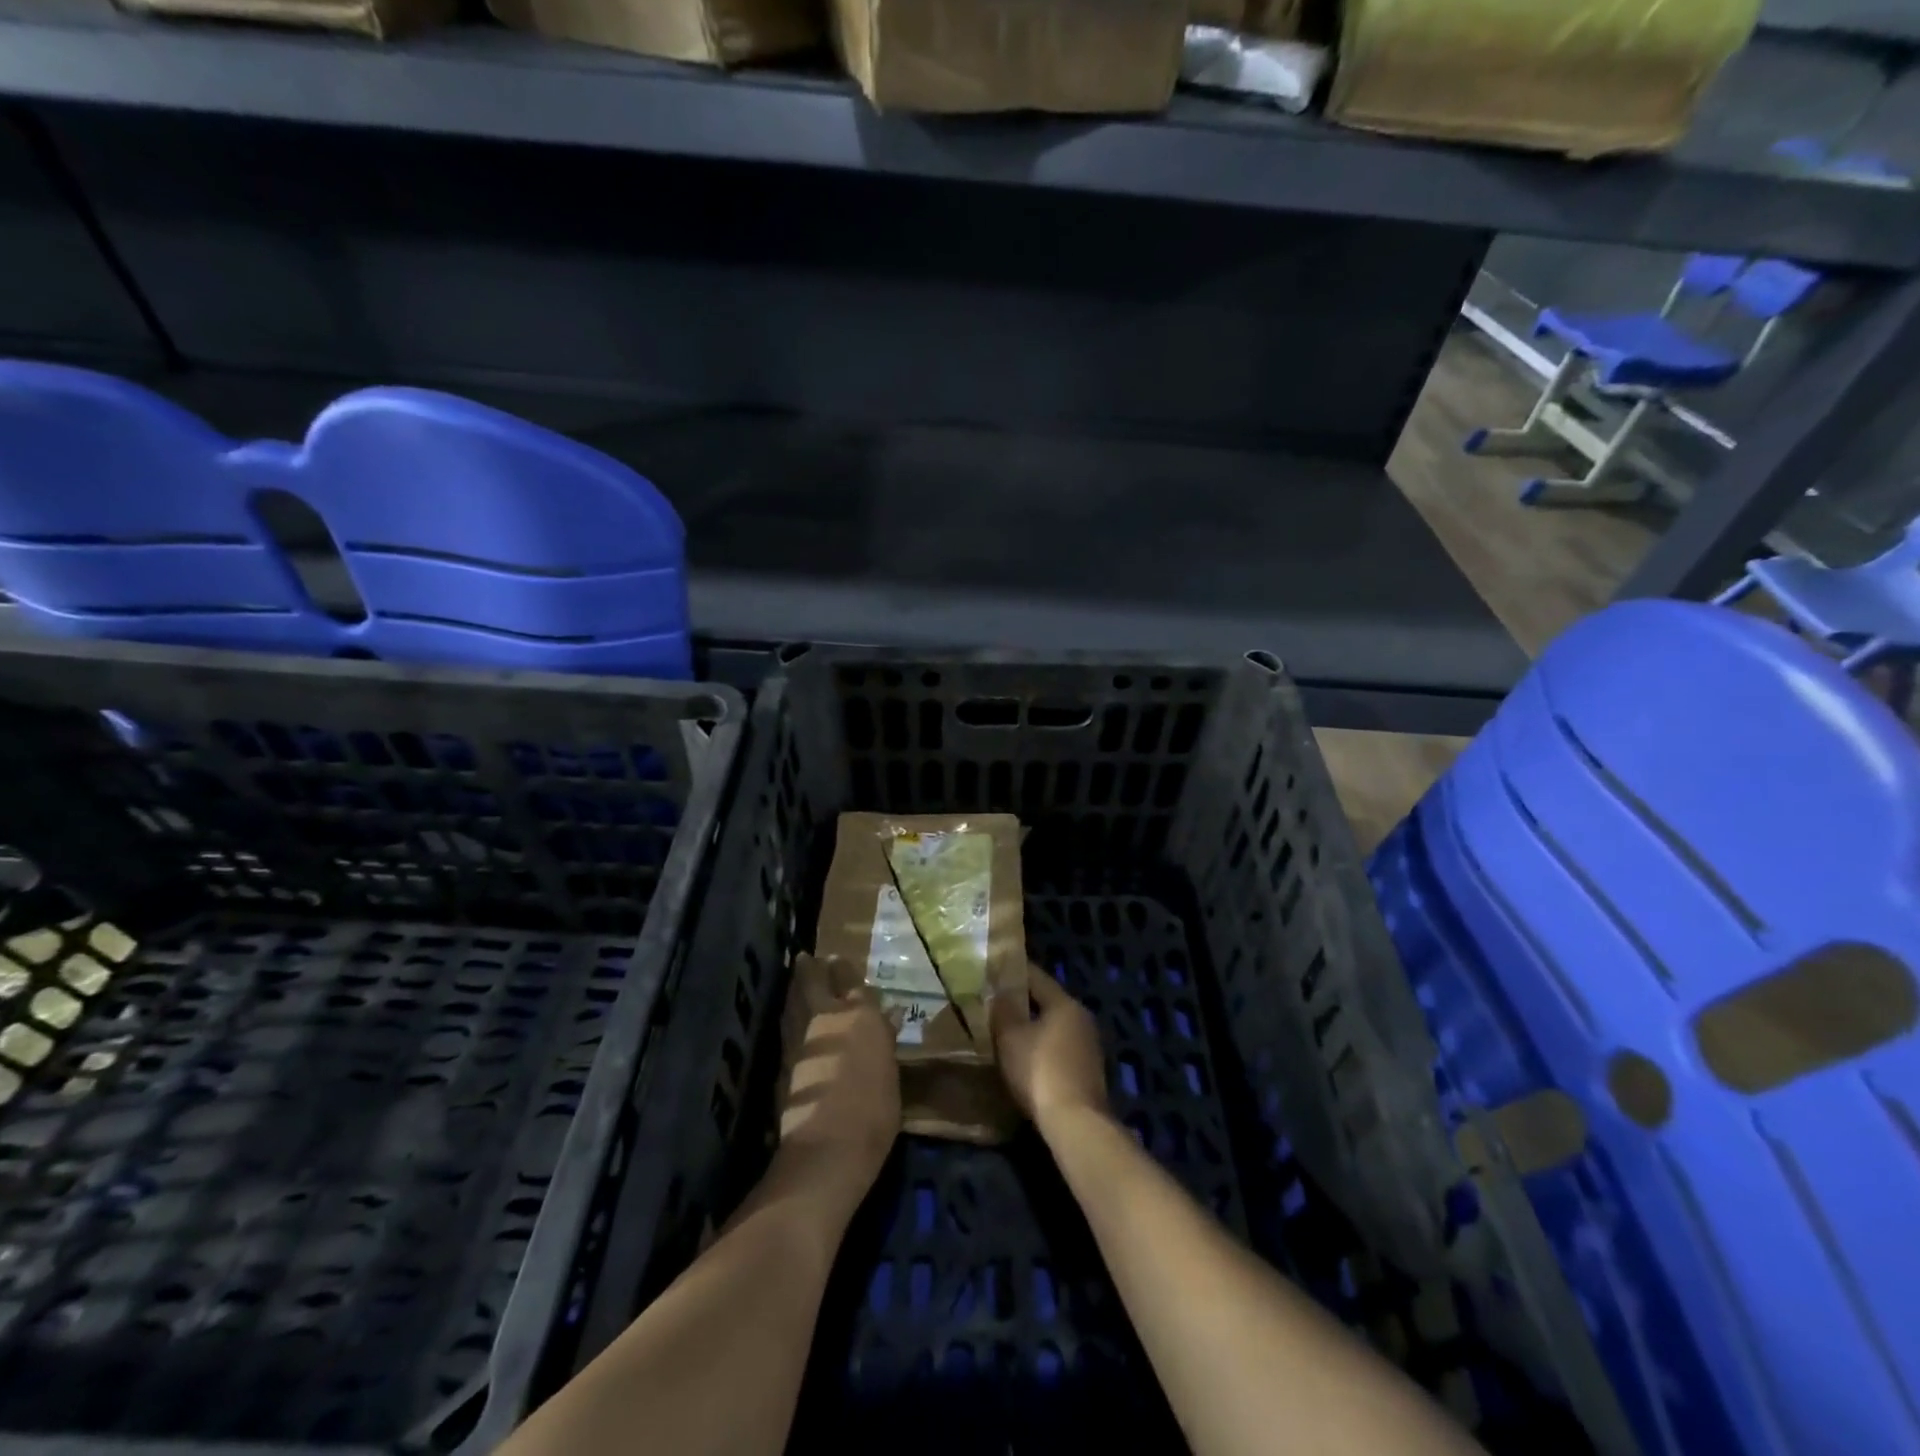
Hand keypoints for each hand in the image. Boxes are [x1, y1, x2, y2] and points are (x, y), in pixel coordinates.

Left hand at [777, 954, 901, 1188]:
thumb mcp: (890, 1074)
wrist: (828, 1147)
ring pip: (796, 1000)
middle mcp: (829, 1017)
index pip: (854, 983)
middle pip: (816, 981)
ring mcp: (802, 1038)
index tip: (839, 960)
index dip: (846, 971)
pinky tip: (790, 1017)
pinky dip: (789, 1015)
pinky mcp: (784, 1061)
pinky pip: (788, 1025)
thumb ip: (883, 1041)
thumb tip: (888, 1018)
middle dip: (813, 968)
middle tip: (807, 957)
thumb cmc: (874, 1112)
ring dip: (796, 987)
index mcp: (862, 1016)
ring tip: (797, 977)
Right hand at [991, 965, 1109, 1133]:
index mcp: (1065, 1003)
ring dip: (1032, 1028)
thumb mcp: (1010, 1037)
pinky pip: (1059, 1049)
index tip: (994, 970)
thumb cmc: (1039, 1070)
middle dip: (1022, 1002)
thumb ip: (1003, 1011)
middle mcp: (1081, 1018)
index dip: (1014, 972)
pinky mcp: (1088, 1072)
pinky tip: (1024, 1058)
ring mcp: (1089, 1046)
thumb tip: (998, 993)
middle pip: (1047, 1002)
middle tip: (995, 1002)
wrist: (1075, 1123)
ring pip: (1054, 1027)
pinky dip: (1042, 1049)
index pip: (1037, 977)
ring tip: (1005, 1031)